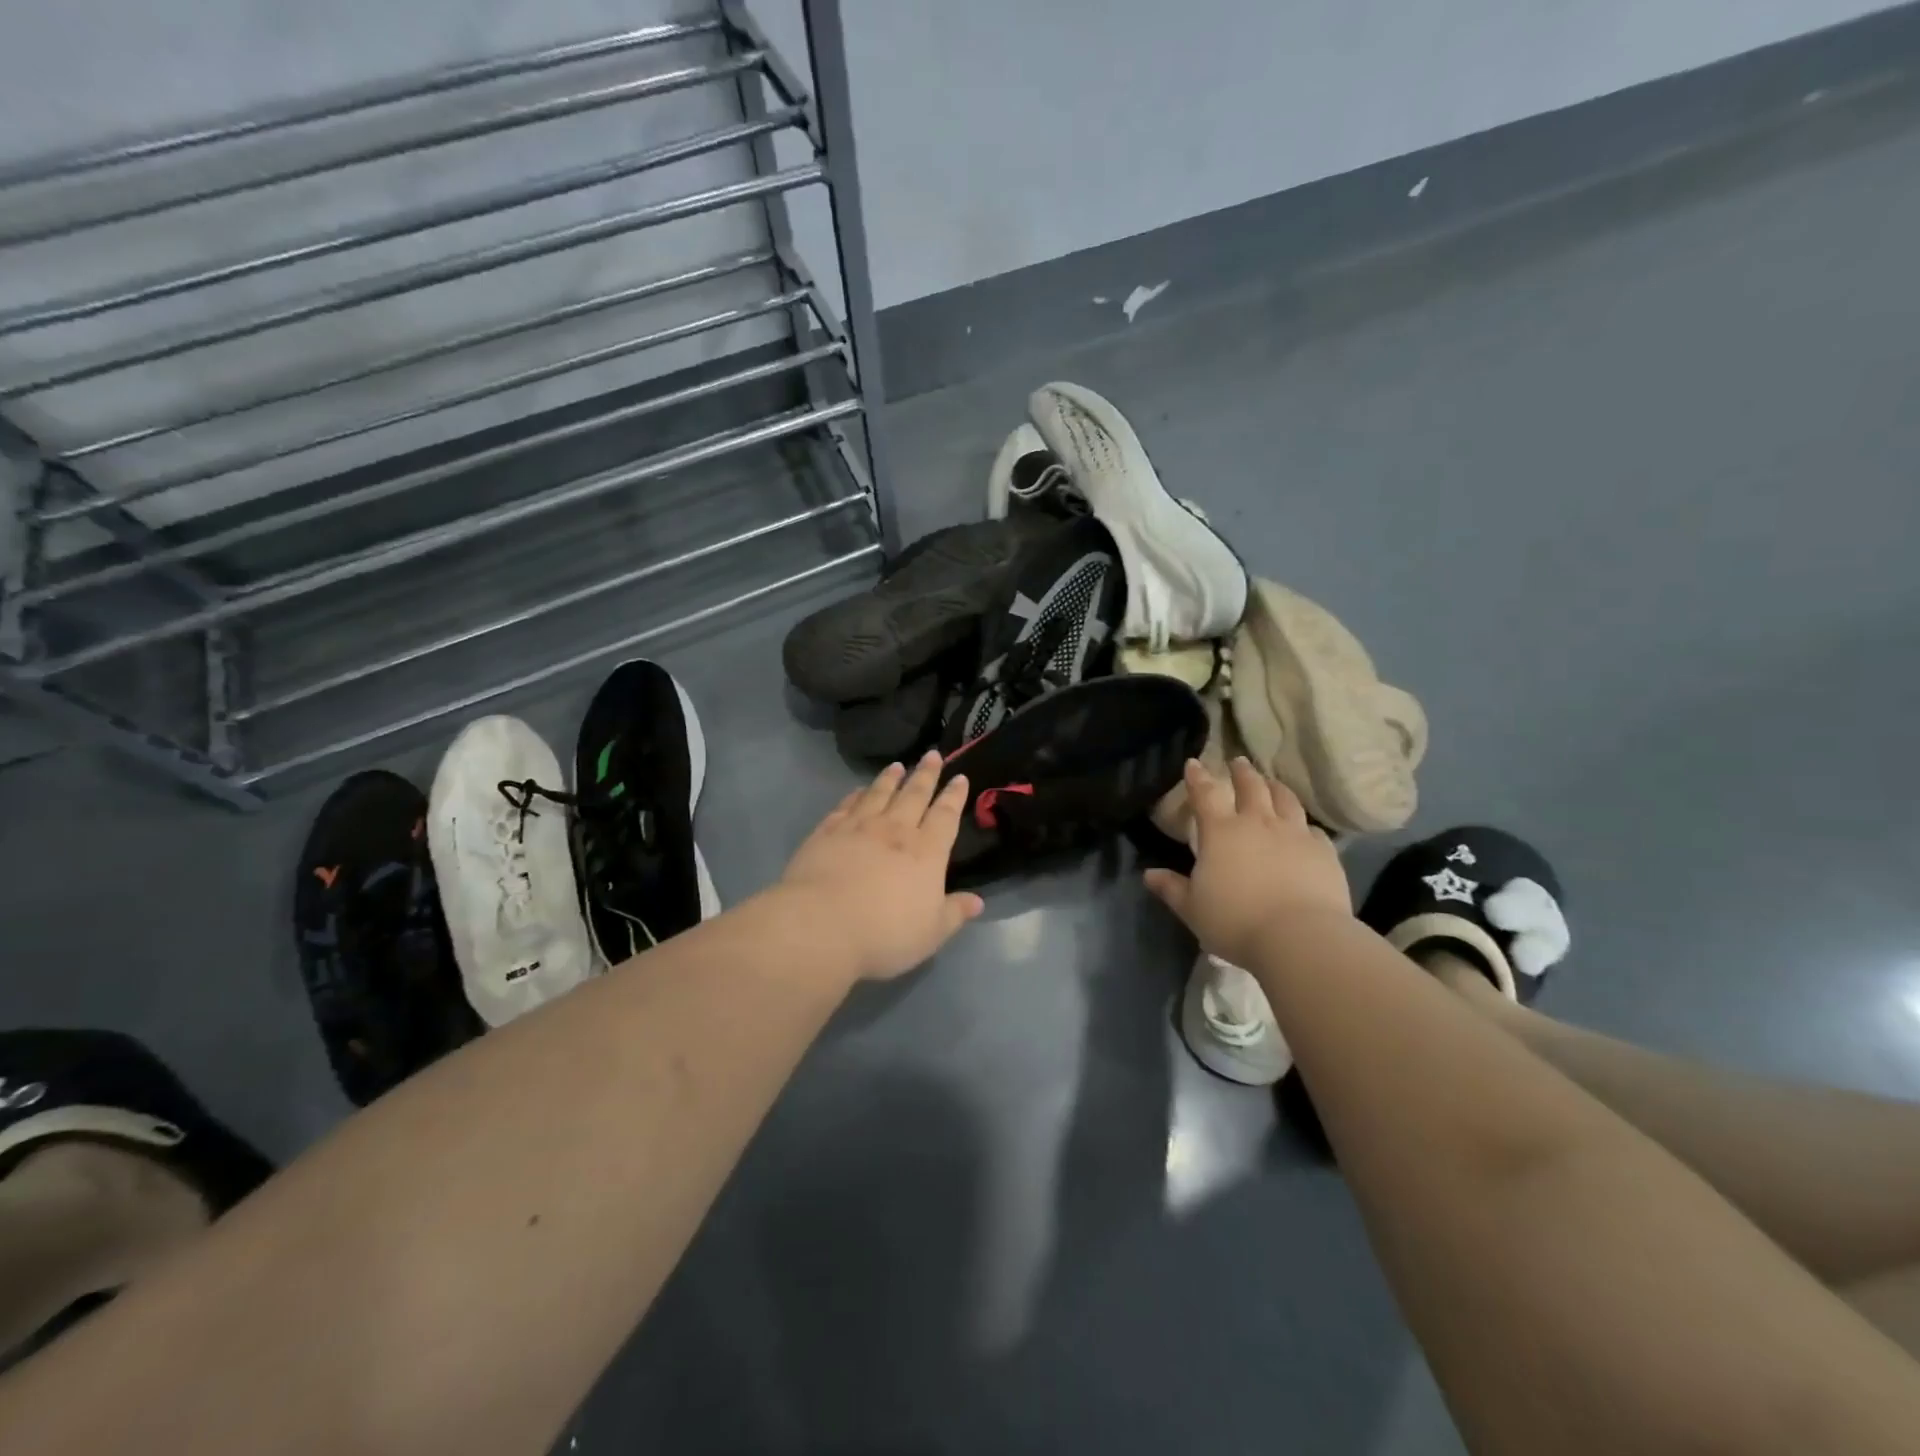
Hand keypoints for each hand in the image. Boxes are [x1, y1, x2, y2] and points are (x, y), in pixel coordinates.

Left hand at [776, 751, 984, 980]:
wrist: (822, 926)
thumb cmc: (885, 934)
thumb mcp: (932, 932)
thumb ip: (955, 913)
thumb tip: (978, 901)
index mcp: (927, 852)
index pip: (945, 816)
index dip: (954, 796)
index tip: (960, 778)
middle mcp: (896, 831)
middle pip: (914, 795)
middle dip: (926, 774)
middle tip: (932, 754)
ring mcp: (859, 827)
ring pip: (879, 793)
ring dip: (890, 778)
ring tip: (898, 765)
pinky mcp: (827, 832)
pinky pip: (846, 806)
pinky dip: (855, 795)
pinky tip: (857, 791)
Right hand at [1143, 757, 1350, 965]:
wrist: (1298, 938)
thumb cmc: (1235, 921)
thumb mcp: (1192, 909)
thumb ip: (1171, 888)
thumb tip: (1149, 874)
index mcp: (1221, 832)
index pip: (1205, 794)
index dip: (1198, 777)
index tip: (1194, 762)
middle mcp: (1258, 823)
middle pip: (1251, 786)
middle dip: (1242, 772)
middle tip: (1238, 762)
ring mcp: (1294, 834)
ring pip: (1285, 799)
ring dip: (1275, 787)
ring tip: (1271, 782)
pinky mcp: (1323, 852)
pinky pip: (1312, 830)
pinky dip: (1304, 824)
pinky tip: (1304, 828)